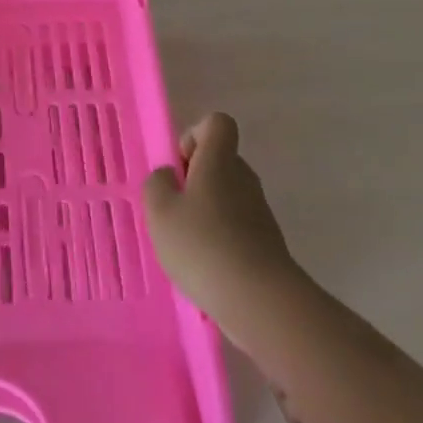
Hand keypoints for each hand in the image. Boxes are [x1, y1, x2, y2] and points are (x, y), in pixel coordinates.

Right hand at [143, 112, 303, 344]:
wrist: (258, 299)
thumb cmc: (202, 244)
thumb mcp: (159, 211)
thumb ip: (157, 184)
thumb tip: (169, 176)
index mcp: (220, 161)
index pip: (217, 124)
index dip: (194, 136)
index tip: (179, 167)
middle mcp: (244, 178)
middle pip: (221, 160)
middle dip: (194, 178)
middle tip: (174, 208)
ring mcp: (259, 211)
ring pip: (227, 195)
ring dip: (204, 210)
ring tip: (185, 242)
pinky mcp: (266, 241)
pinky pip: (236, 225)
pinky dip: (219, 237)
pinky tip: (205, 265)